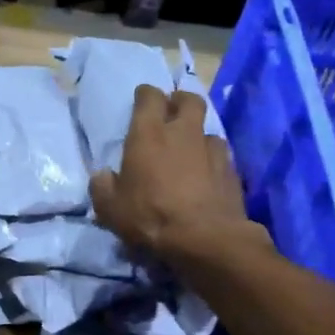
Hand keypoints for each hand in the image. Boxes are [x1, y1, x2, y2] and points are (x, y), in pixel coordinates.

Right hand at [90, 86, 252, 266]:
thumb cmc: (150, 217)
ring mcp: (212, 150)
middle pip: (188, 100)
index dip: (145, 95)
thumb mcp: (110, 208)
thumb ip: (102, 187)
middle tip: (171, 112)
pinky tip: (205, 176)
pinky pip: (220, 155)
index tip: (141, 100)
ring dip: (197, 135)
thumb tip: (103, 176)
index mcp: (148, 134)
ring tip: (189, 150)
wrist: (205, 239)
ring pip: (207, 129)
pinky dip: (211, 160)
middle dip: (179, 101)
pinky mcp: (232, 170)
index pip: (149, 97)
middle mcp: (183, 133)